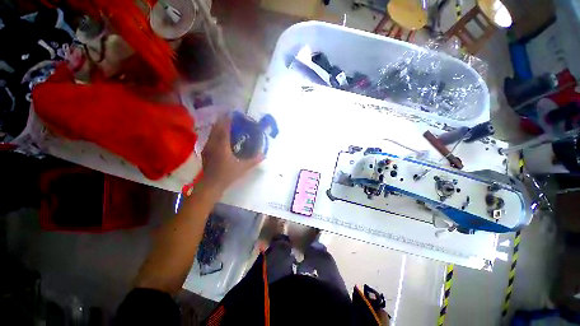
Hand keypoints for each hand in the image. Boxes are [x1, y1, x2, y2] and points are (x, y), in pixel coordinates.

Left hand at [200, 115, 262, 191]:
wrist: (211, 185)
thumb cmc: (227, 175)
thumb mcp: (243, 168)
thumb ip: (254, 160)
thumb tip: (264, 155)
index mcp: (222, 146)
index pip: (224, 129)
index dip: (227, 120)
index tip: (231, 113)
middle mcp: (213, 144)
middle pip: (216, 128)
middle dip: (221, 121)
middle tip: (229, 117)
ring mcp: (207, 148)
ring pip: (212, 133)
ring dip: (217, 127)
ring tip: (224, 124)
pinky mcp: (205, 153)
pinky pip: (210, 139)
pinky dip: (215, 134)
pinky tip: (219, 137)